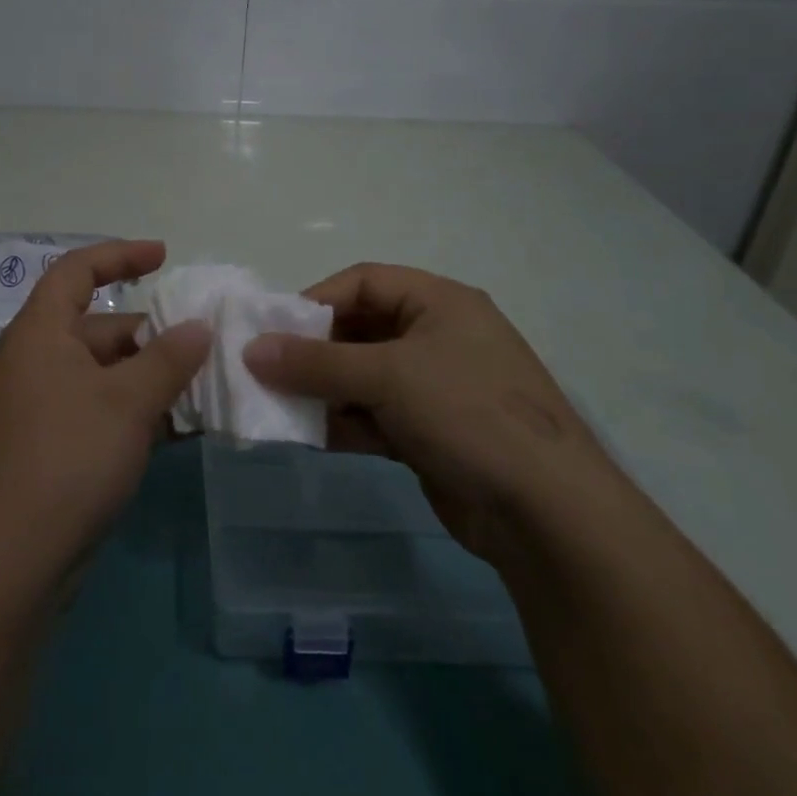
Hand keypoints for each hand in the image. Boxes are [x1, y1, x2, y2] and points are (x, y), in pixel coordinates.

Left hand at [0, 240, 209, 590]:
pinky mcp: (43, 446)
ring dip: (144, 378)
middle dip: (147, 334)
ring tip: (195, 391)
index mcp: (39, 333)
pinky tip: (169, 430)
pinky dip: (128, 411)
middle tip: (198, 348)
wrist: (10, 559)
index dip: (119, 255)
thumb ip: (169, 357)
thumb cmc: (69, 458)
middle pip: (95, 327)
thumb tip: (198, 326)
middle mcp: (32, 360)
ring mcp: (35, 406)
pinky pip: (93, 409)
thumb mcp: (129, 401)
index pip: (76, 271)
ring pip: (99, 374)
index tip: (163, 257)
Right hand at [243, 262, 619, 562]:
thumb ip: (315, 363)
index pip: (364, 282)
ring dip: (323, 390)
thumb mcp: (387, 376)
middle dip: (314, 351)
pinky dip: (343, 422)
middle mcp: (437, 337)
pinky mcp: (430, 432)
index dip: (317, 300)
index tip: (275, 330)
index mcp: (439, 302)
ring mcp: (435, 388)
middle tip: (269, 370)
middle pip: (360, 330)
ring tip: (279, 406)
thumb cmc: (467, 413)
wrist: (546, 513)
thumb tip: (251, 351)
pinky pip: (373, 415)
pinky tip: (309, 435)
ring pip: (363, 376)